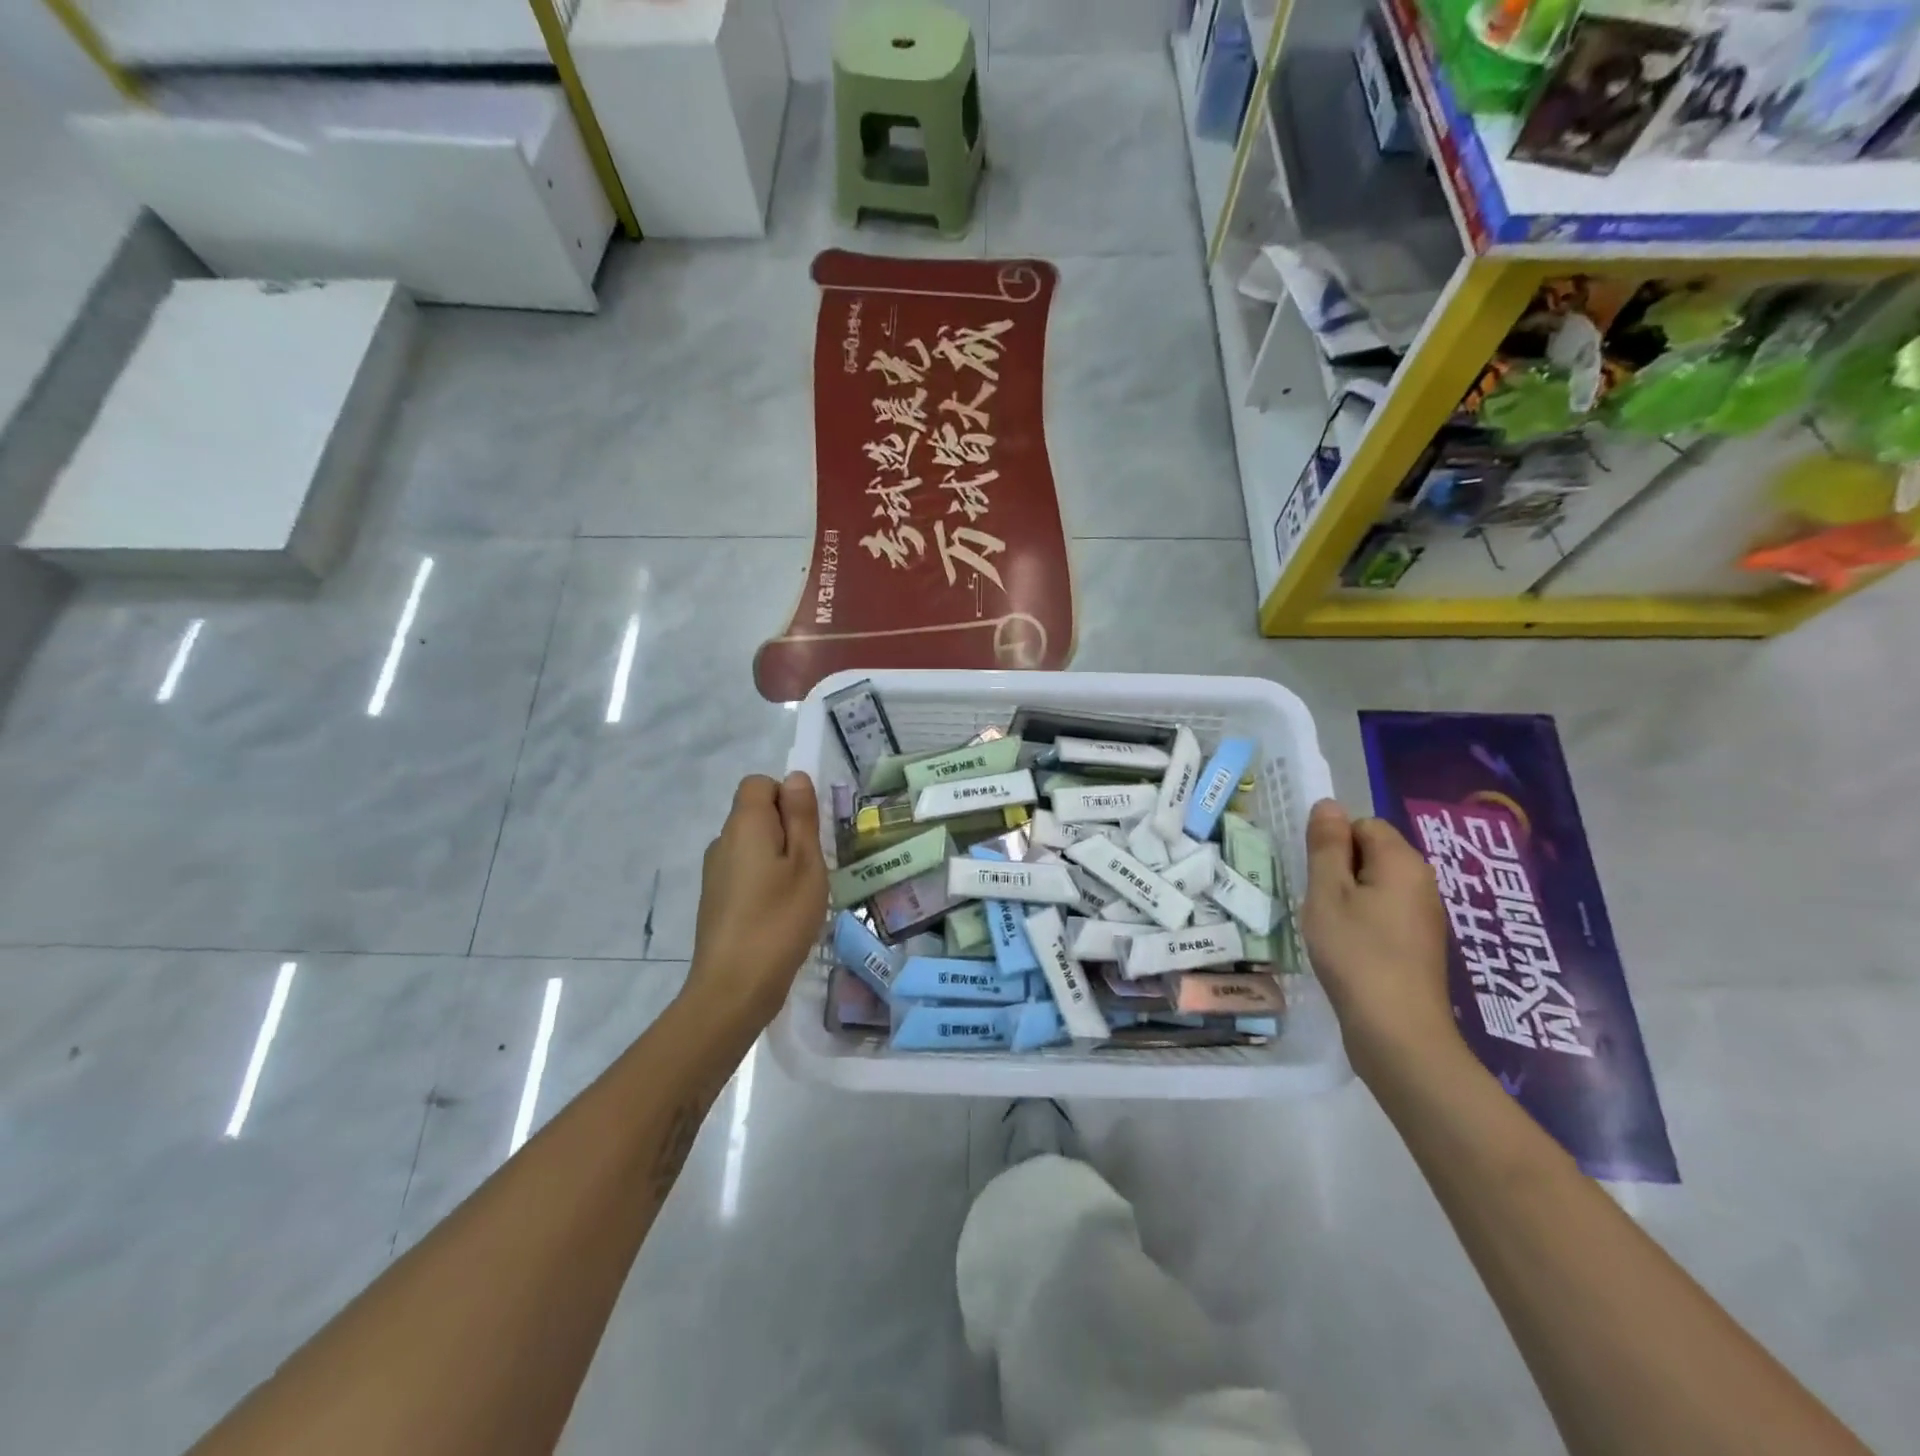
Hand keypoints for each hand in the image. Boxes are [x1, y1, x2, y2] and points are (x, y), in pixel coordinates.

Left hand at [684, 773, 829, 1034]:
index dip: (786, 796)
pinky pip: (745, 872)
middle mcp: (722, 842)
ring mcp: (715, 873)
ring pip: (753, 846)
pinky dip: (765, 882)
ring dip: (778, 858)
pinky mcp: (716, 900)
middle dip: (787, 829)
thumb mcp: (806, 863)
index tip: (808, 832)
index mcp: (744, 825)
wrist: (734, 988)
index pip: (759, 783)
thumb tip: (794, 777)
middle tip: (812, 866)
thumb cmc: (779, 919)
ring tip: (800, 894)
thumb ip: (801, 817)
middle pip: (755, 814)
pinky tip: (781, 914)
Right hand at [1301, 799, 1460, 1083]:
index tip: (1316, 878)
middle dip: (1339, 871)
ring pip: (1375, 886)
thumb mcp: (1328, 892)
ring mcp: (1424, 917)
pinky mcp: (1418, 946)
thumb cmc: (1356, 953)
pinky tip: (1347, 950)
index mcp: (1403, 862)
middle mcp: (1422, 883)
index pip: (1363, 825)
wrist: (1397, 1031)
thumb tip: (1328, 805)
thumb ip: (1327, 845)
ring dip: (1347, 899)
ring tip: (1329, 929)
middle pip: (1371, 854)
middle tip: (1319, 904)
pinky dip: (1362, 923)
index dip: (1333, 845)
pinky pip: (1384, 914)